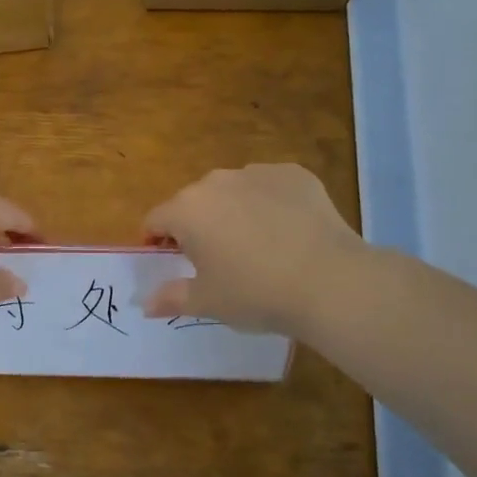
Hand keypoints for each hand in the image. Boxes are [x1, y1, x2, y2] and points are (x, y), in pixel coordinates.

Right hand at [142, 164, 361, 337]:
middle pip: (193, 202)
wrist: (330, 282)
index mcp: (186, 210)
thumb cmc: (256, 294)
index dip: (157, 241)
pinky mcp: (294, 174)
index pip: (156, 219)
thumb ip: (171, 297)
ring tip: (257, 245)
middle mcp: (215, 182)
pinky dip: (270, 203)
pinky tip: (288, 232)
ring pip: (232, 191)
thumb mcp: (208, 302)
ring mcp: (257, 173)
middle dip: (197, 225)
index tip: (171, 262)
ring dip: (233, 211)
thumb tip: (146, 303)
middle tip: (218, 259)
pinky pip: (269, 187)